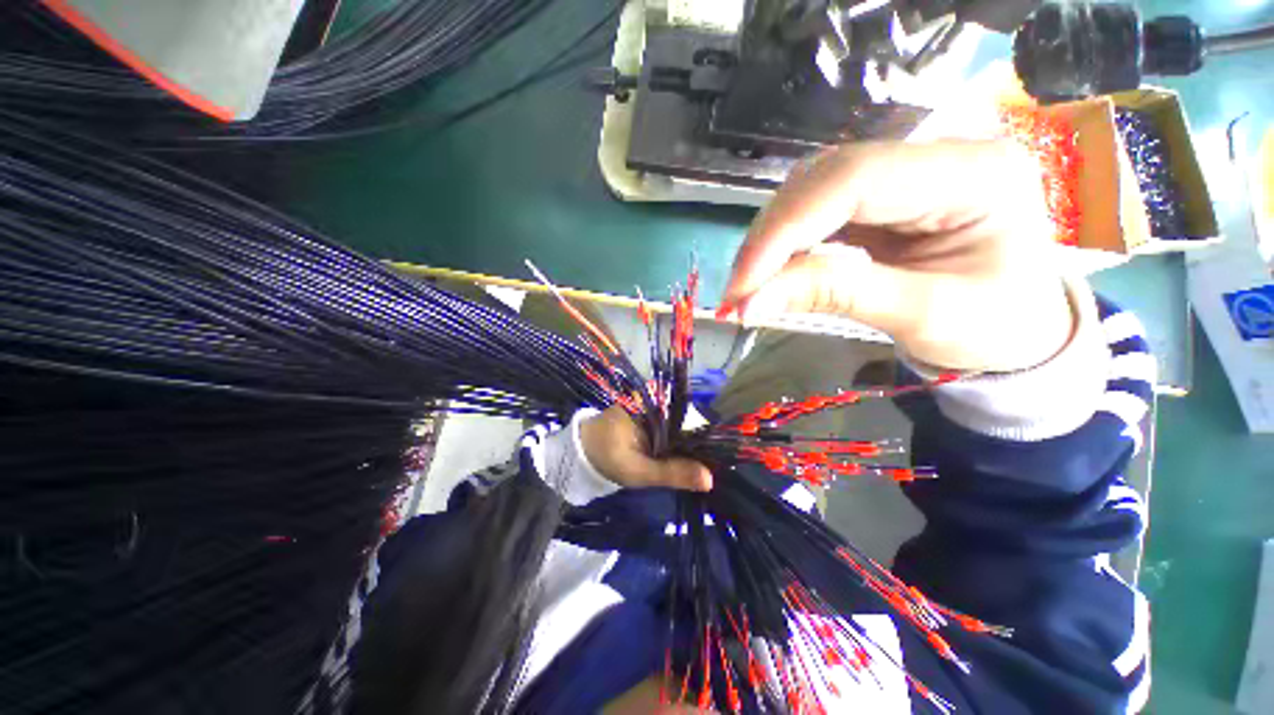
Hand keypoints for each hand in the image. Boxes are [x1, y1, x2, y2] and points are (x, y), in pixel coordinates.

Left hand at [579, 407, 712, 491]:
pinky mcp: (651, 416)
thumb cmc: (607, 458)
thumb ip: (672, 473)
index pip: (690, 417)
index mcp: (653, 405)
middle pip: (688, 421)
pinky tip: (687, 458)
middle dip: (699, 443)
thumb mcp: (639, 470)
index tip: (720, 459)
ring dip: (690, 445)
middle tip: (711, 468)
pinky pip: (672, 428)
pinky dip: (679, 443)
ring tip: (704, 465)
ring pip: (681, 426)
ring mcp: (654, 407)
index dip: (707, 438)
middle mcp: (656, 401)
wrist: (582, 452)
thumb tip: (710, 479)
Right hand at [718, 141, 1077, 372]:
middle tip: (736, 293)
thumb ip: (834, 296)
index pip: (854, 180)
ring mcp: (905, 174)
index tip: (741, 286)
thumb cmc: (993, 329)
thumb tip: (747, 304)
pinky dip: (784, 246)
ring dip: (770, 242)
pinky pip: (815, 212)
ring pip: (810, 192)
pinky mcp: (880, 199)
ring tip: (749, 287)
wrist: (1020, 330)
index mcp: (974, 173)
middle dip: (769, 239)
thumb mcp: (919, 316)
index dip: (784, 230)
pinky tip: (771, 274)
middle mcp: (936, 156)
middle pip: (824, 179)